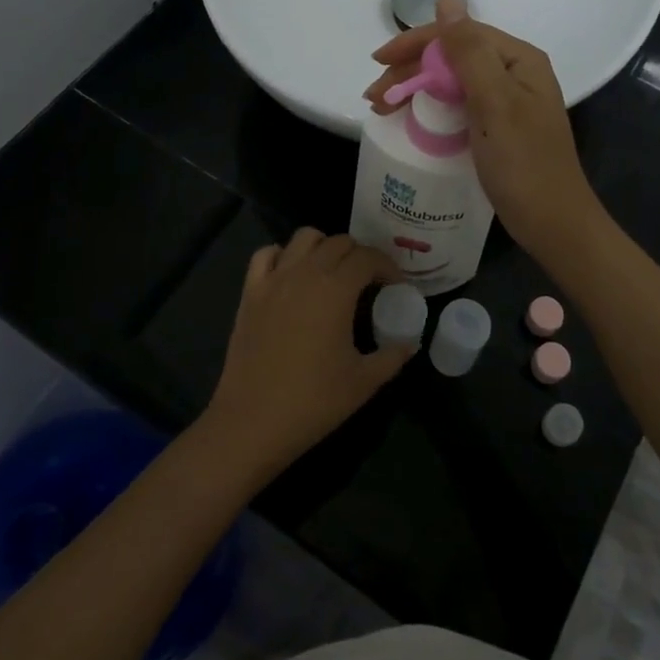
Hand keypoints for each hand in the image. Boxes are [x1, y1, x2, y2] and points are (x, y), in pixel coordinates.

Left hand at [203, 229, 414, 479]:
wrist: (252, 422)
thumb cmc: (313, 401)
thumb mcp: (364, 382)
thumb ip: (392, 356)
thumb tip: (409, 343)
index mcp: (336, 289)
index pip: (368, 257)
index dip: (387, 267)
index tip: (395, 286)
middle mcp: (305, 273)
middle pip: (339, 242)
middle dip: (360, 255)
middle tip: (369, 282)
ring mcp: (274, 279)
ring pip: (304, 237)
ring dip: (324, 247)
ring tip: (332, 272)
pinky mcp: (250, 292)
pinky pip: (266, 254)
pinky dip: (283, 255)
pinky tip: (292, 276)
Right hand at [366, 0, 604, 254]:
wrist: (553, 224)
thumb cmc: (524, 163)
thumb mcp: (494, 103)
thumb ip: (469, 51)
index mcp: (518, 59)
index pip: (459, 34)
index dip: (415, 43)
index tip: (378, 62)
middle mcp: (514, 72)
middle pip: (453, 56)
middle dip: (410, 71)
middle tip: (374, 97)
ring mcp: (507, 100)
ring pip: (452, 81)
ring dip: (415, 89)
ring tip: (381, 109)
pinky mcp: (498, 126)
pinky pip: (458, 104)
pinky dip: (430, 108)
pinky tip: (410, 119)